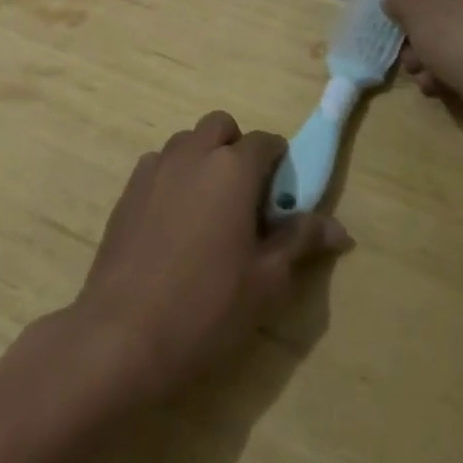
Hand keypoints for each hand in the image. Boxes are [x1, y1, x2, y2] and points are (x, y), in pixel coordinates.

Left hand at [72, 111, 352, 405]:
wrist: (122, 336)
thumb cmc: (207, 307)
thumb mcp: (267, 280)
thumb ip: (300, 241)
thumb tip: (340, 229)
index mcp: (232, 168)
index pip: (265, 142)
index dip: (279, 162)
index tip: (281, 196)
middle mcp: (192, 155)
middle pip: (220, 127)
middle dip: (236, 148)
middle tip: (244, 198)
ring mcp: (154, 170)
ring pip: (186, 143)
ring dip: (202, 159)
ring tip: (208, 211)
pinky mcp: (127, 192)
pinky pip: (158, 166)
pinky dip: (173, 178)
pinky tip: (173, 224)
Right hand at [382, 0, 462, 121]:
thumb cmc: (460, 37)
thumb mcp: (415, 10)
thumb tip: (396, 0)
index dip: (418, 9)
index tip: (406, 30)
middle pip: (456, 19)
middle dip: (427, 41)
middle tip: (410, 60)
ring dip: (438, 62)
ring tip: (423, 81)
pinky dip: (461, 76)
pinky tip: (442, 90)